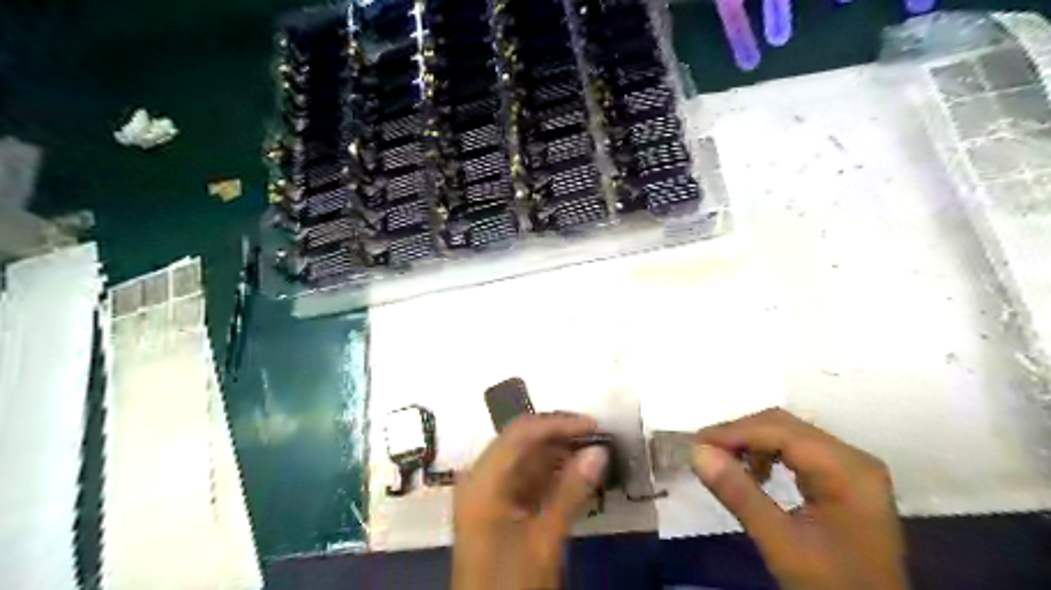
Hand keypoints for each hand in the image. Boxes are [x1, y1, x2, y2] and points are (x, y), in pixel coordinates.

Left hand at [455, 414, 612, 588]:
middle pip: (520, 442)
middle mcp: (480, 478)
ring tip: (593, 455)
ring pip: (524, 460)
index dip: (558, 424)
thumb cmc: (511, 585)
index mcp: (483, 480)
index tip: (594, 427)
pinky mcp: (497, 508)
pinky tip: (576, 477)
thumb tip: (599, 451)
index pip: (521, 433)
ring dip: (557, 455)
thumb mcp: (544, 541)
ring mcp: (487, 493)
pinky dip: (550, 476)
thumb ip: (571, 492)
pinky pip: (525, 479)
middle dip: (559, 437)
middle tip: (597, 439)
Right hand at [696, 408, 907, 589]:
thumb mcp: (781, 543)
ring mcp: (850, 468)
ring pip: (789, 436)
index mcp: (847, 469)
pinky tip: (754, 475)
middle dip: (741, 435)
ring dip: (752, 444)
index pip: (781, 431)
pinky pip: (797, 453)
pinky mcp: (842, 480)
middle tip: (704, 452)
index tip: (696, 444)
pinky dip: (767, 456)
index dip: (735, 432)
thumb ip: (739, 494)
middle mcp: (852, 458)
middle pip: (785, 427)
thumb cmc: (831, 586)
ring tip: (724, 464)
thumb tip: (697, 452)